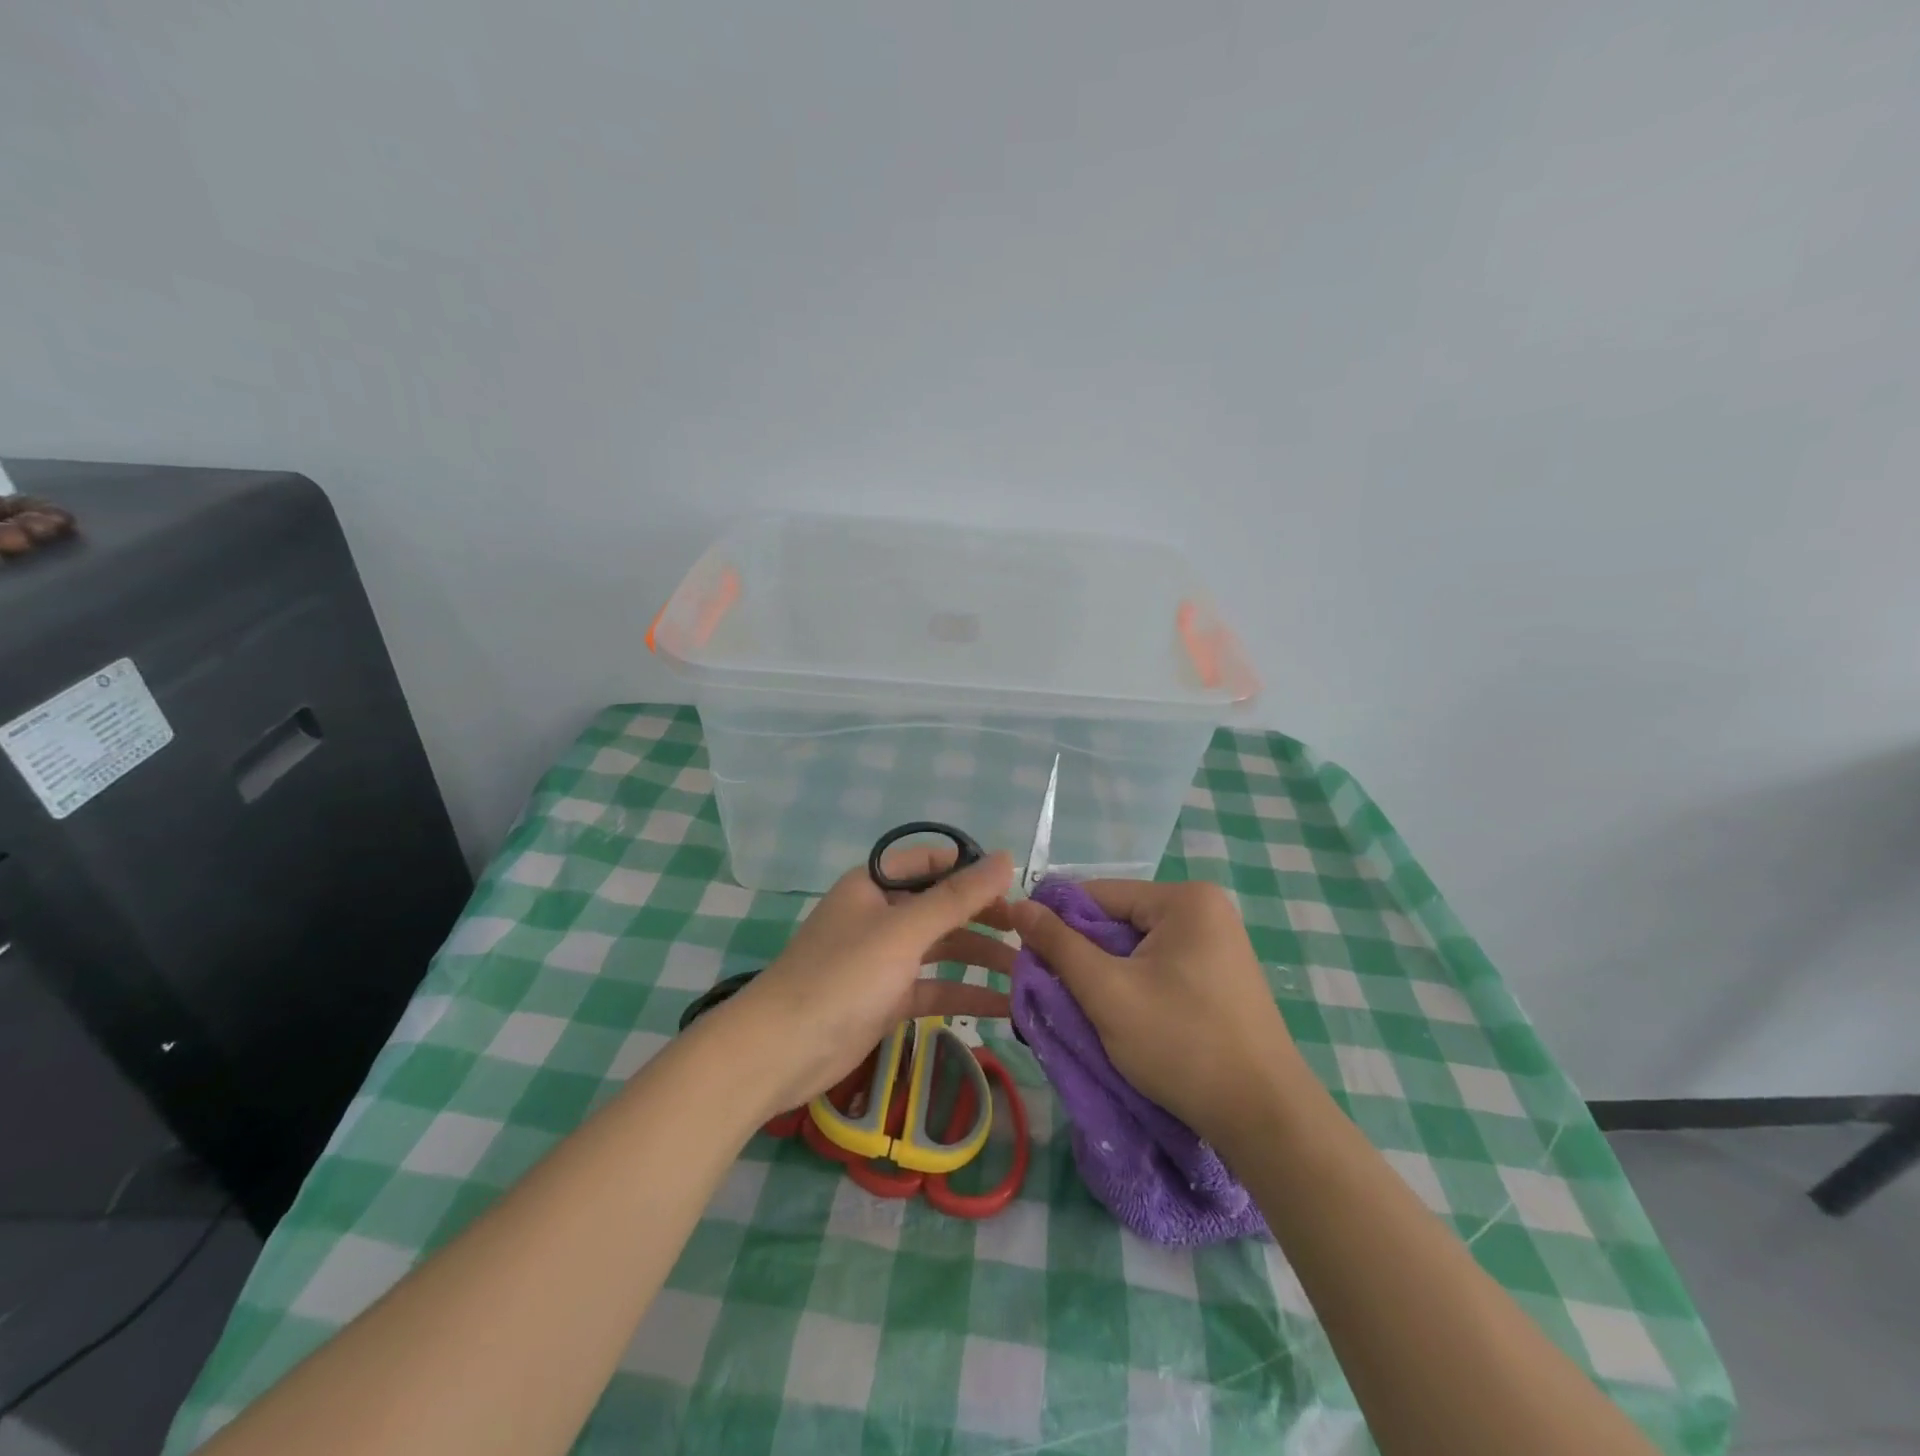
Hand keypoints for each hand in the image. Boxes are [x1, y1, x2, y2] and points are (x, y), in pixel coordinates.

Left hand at [721, 847, 1017, 1115]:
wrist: (780, 1051)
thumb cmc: (842, 976)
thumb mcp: (904, 931)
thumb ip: (957, 896)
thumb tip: (1006, 858)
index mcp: (874, 884)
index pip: (933, 862)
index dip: (973, 871)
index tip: (1016, 888)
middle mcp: (880, 914)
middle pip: (941, 906)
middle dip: (984, 917)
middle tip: (1029, 933)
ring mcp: (882, 958)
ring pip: (941, 948)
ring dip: (980, 957)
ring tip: (1026, 970)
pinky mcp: (885, 998)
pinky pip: (933, 986)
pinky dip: (964, 993)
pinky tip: (1004, 1006)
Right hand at [1007, 880, 1307, 1147]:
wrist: (1266, 1119)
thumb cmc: (1182, 1045)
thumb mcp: (1107, 992)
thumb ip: (1059, 945)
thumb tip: (1018, 905)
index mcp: (1184, 899)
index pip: (1098, 894)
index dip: (1057, 923)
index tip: (1026, 958)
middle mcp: (1205, 910)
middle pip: (1118, 920)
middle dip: (1083, 955)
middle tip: (1051, 992)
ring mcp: (1218, 944)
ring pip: (1136, 948)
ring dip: (1105, 975)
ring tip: (1082, 1009)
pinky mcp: (1221, 976)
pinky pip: (1160, 967)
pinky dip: (1134, 987)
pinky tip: (1121, 1017)